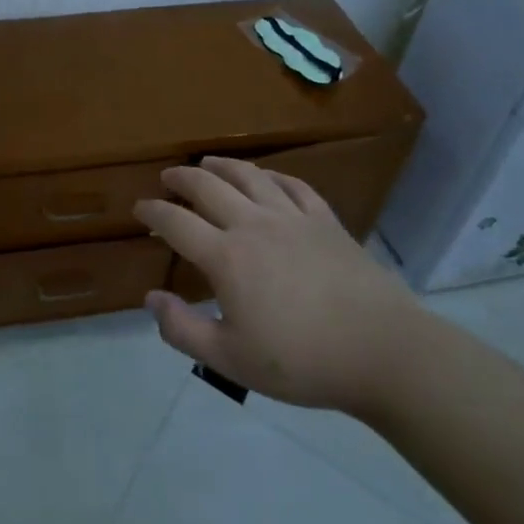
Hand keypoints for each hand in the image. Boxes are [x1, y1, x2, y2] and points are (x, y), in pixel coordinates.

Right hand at [136, 157, 423, 416]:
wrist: (384, 352)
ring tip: (208, 163)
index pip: (176, 222)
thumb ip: (183, 330)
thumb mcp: (231, 360)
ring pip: (249, 176)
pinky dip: (272, 176)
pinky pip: (293, 185)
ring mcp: (292, 218)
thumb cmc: (302, 360)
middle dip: (182, 178)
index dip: (153, 212)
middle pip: (208, 187)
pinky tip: (266, 178)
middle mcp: (254, 224)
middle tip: (168, 177)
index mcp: (226, 257)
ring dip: (222, 166)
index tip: (139, 208)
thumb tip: (150, 299)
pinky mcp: (325, 220)